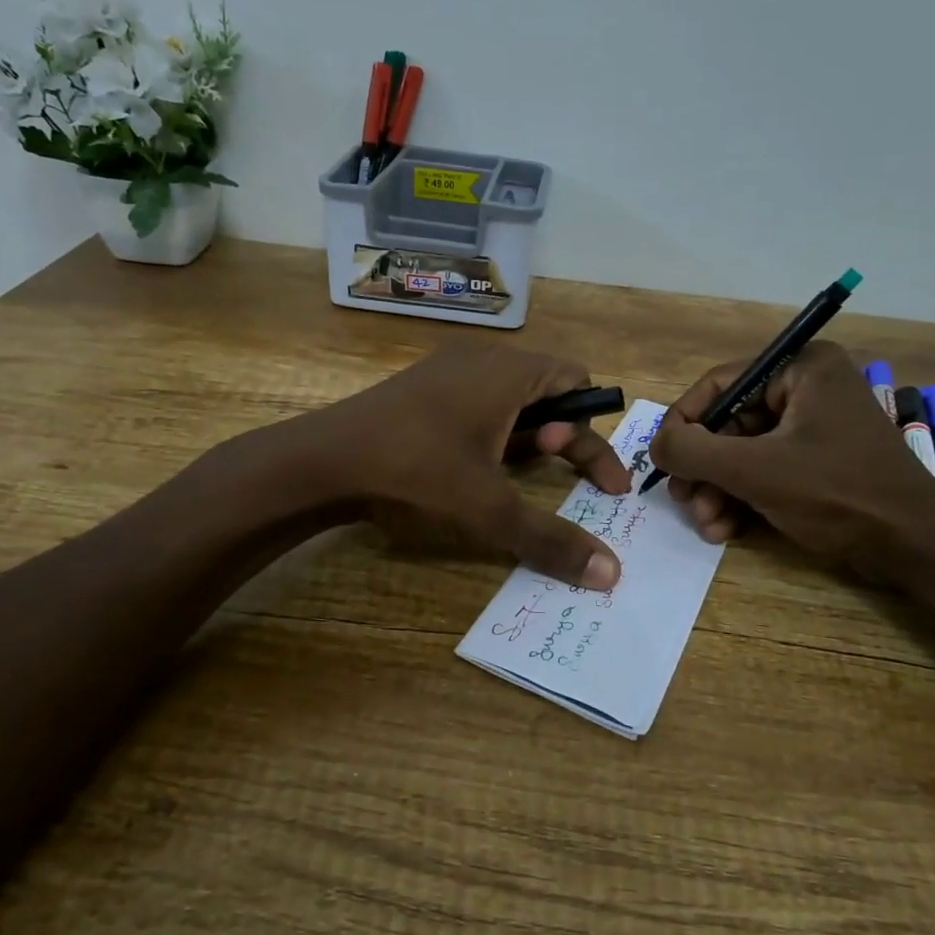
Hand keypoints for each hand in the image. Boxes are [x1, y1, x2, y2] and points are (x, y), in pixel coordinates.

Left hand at [311, 345, 631, 588]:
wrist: (322, 460)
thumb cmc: (417, 471)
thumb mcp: (490, 510)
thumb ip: (552, 539)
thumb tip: (611, 575)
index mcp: (508, 372)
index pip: (576, 381)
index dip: (596, 433)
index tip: (604, 485)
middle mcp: (481, 359)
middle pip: (546, 390)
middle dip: (562, 437)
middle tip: (555, 475)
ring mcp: (444, 370)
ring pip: (507, 398)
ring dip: (525, 437)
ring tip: (511, 475)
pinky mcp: (417, 388)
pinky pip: (473, 402)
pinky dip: (490, 432)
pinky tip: (470, 468)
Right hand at [648, 342, 934, 581]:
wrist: (914, 547)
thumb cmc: (837, 493)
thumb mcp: (755, 470)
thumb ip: (694, 451)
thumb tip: (655, 444)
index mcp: (800, 369)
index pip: (720, 384)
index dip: (683, 422)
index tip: (661, 459)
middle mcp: (805, 389)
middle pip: (728, 423)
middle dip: (703, 468)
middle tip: (683, 500)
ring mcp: (811, 428)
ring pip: (741, 452)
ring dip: (716, 490)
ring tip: (706, 524)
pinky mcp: (814, 463)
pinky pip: (762, 471)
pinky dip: (740, 498)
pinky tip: (724, 530)